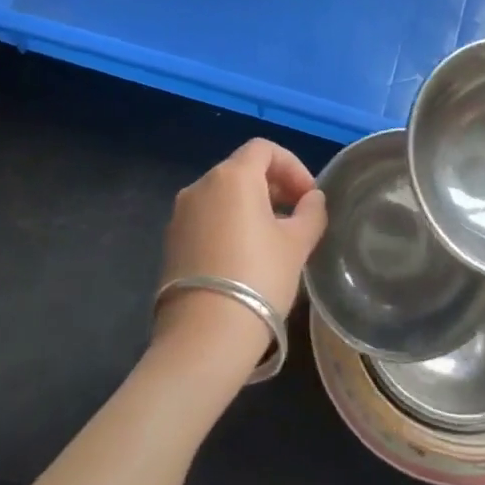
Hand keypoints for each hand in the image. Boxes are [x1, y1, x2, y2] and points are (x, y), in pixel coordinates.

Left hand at [154, 139, 328, 368]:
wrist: (204, 336)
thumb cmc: (259, 278)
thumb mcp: (297, 244)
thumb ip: (311, 213)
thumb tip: (312, 199)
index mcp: (232, 177)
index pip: (264, 149)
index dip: (292, 166)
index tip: (309, 196)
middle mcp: (200, 186)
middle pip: (242, 169)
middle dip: (274, 185)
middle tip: (297, 215)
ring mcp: (180, 214)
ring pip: (223, 195)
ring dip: (251, 206)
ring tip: (274, 238)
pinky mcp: (171, 241)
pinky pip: (207, 218)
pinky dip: (229, 223)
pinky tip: (246, 256)